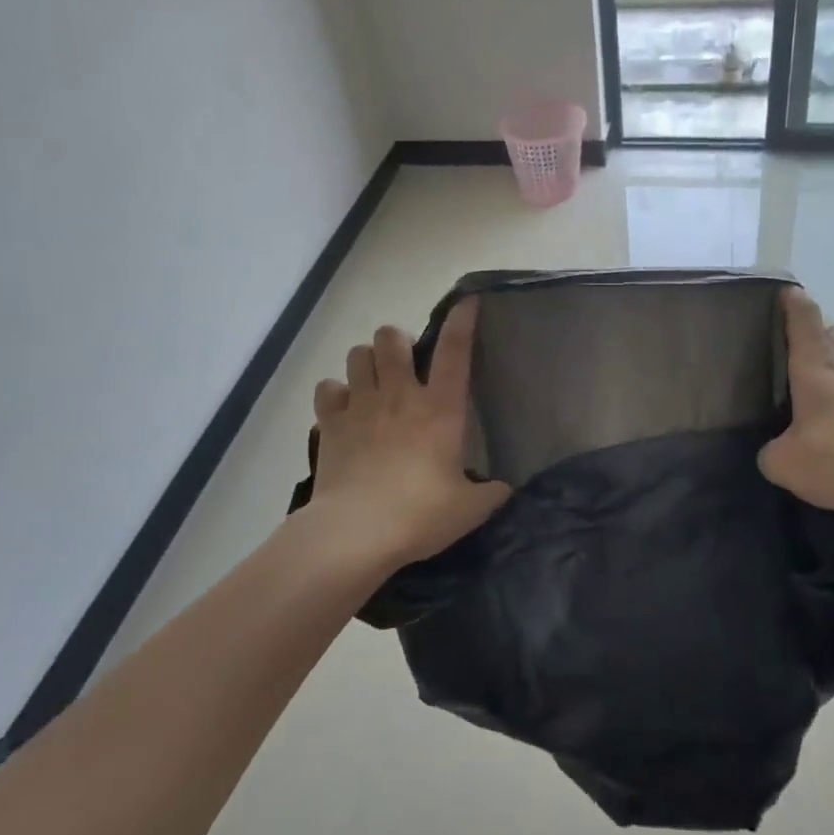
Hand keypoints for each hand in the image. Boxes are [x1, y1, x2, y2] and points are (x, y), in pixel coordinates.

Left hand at [307, 298, 511, 569]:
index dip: (462, 320)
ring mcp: (361, 406)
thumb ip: (491, 493)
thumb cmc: (420, 515)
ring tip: (372, 379)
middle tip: (403, 361)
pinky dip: (335, 393)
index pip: (455, 351)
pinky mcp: (330, 424)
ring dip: (366, 361)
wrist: (355, 534)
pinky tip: (343, 409)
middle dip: (396, 340)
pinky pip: (327, 389)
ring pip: (356, 354)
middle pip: (391, 338)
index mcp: (440, 409)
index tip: (467, 300)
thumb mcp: (470, 508)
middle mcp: (400, 396)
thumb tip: (506, 488)